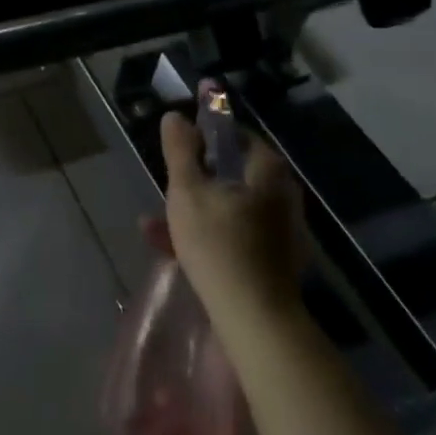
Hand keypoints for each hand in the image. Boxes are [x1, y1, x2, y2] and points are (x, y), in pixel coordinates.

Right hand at [158, 105, 307, 322]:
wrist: (255, 318)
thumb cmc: (218, 244)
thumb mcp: (187, 191)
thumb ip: (179, 151)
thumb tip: (174, 116)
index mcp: (267, 172)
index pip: (237, 136)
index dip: (207, 134)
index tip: (181, 143)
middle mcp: (281, 196)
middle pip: (232, 174)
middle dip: (195, 178)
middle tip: (167, 184)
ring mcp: (281, 230)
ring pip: (229, 207)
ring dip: (194, 210)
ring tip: (154, 222)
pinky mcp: (273, 260)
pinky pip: (235, 235)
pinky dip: (207, 234)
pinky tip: (173, 248)